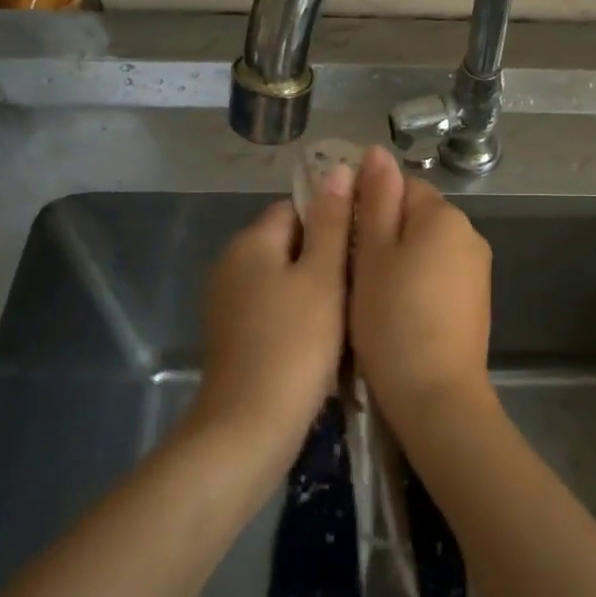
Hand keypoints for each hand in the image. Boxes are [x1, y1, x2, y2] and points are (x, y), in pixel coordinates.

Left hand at [192, 167, 353, 462]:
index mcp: (250, 243)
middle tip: (365, 279)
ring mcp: (229, 304)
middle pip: (289, 242)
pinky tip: (326, 337)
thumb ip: (331, 222)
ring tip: (354, 307)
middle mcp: (232, 265)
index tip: (365, 243)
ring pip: (284, 278)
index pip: (296, 207)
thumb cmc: (294, 344)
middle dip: (326, 255)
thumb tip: (337, 169)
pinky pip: (275, 307)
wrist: (250, 427)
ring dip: (316, 287)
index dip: (333, 218)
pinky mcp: (235, 336)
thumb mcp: (322, 276)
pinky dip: (300, 314)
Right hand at [350, 146, 496, 434]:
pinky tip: (397, 311)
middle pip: (416, 215)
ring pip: (426, 247)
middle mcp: (469, 234)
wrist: (436, 395)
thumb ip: (374, 200)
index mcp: (444, 215)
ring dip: (398, 259)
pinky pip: (439, 273)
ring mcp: (476, 269)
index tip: (342, 234)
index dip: (367, 204)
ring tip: (369, 294)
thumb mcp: (372, 254)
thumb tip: (376, 152)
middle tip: (349, 268)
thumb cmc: (392, 319)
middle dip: (382, 232)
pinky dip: (416, 282)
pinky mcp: (475, 300)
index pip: (401, 185)